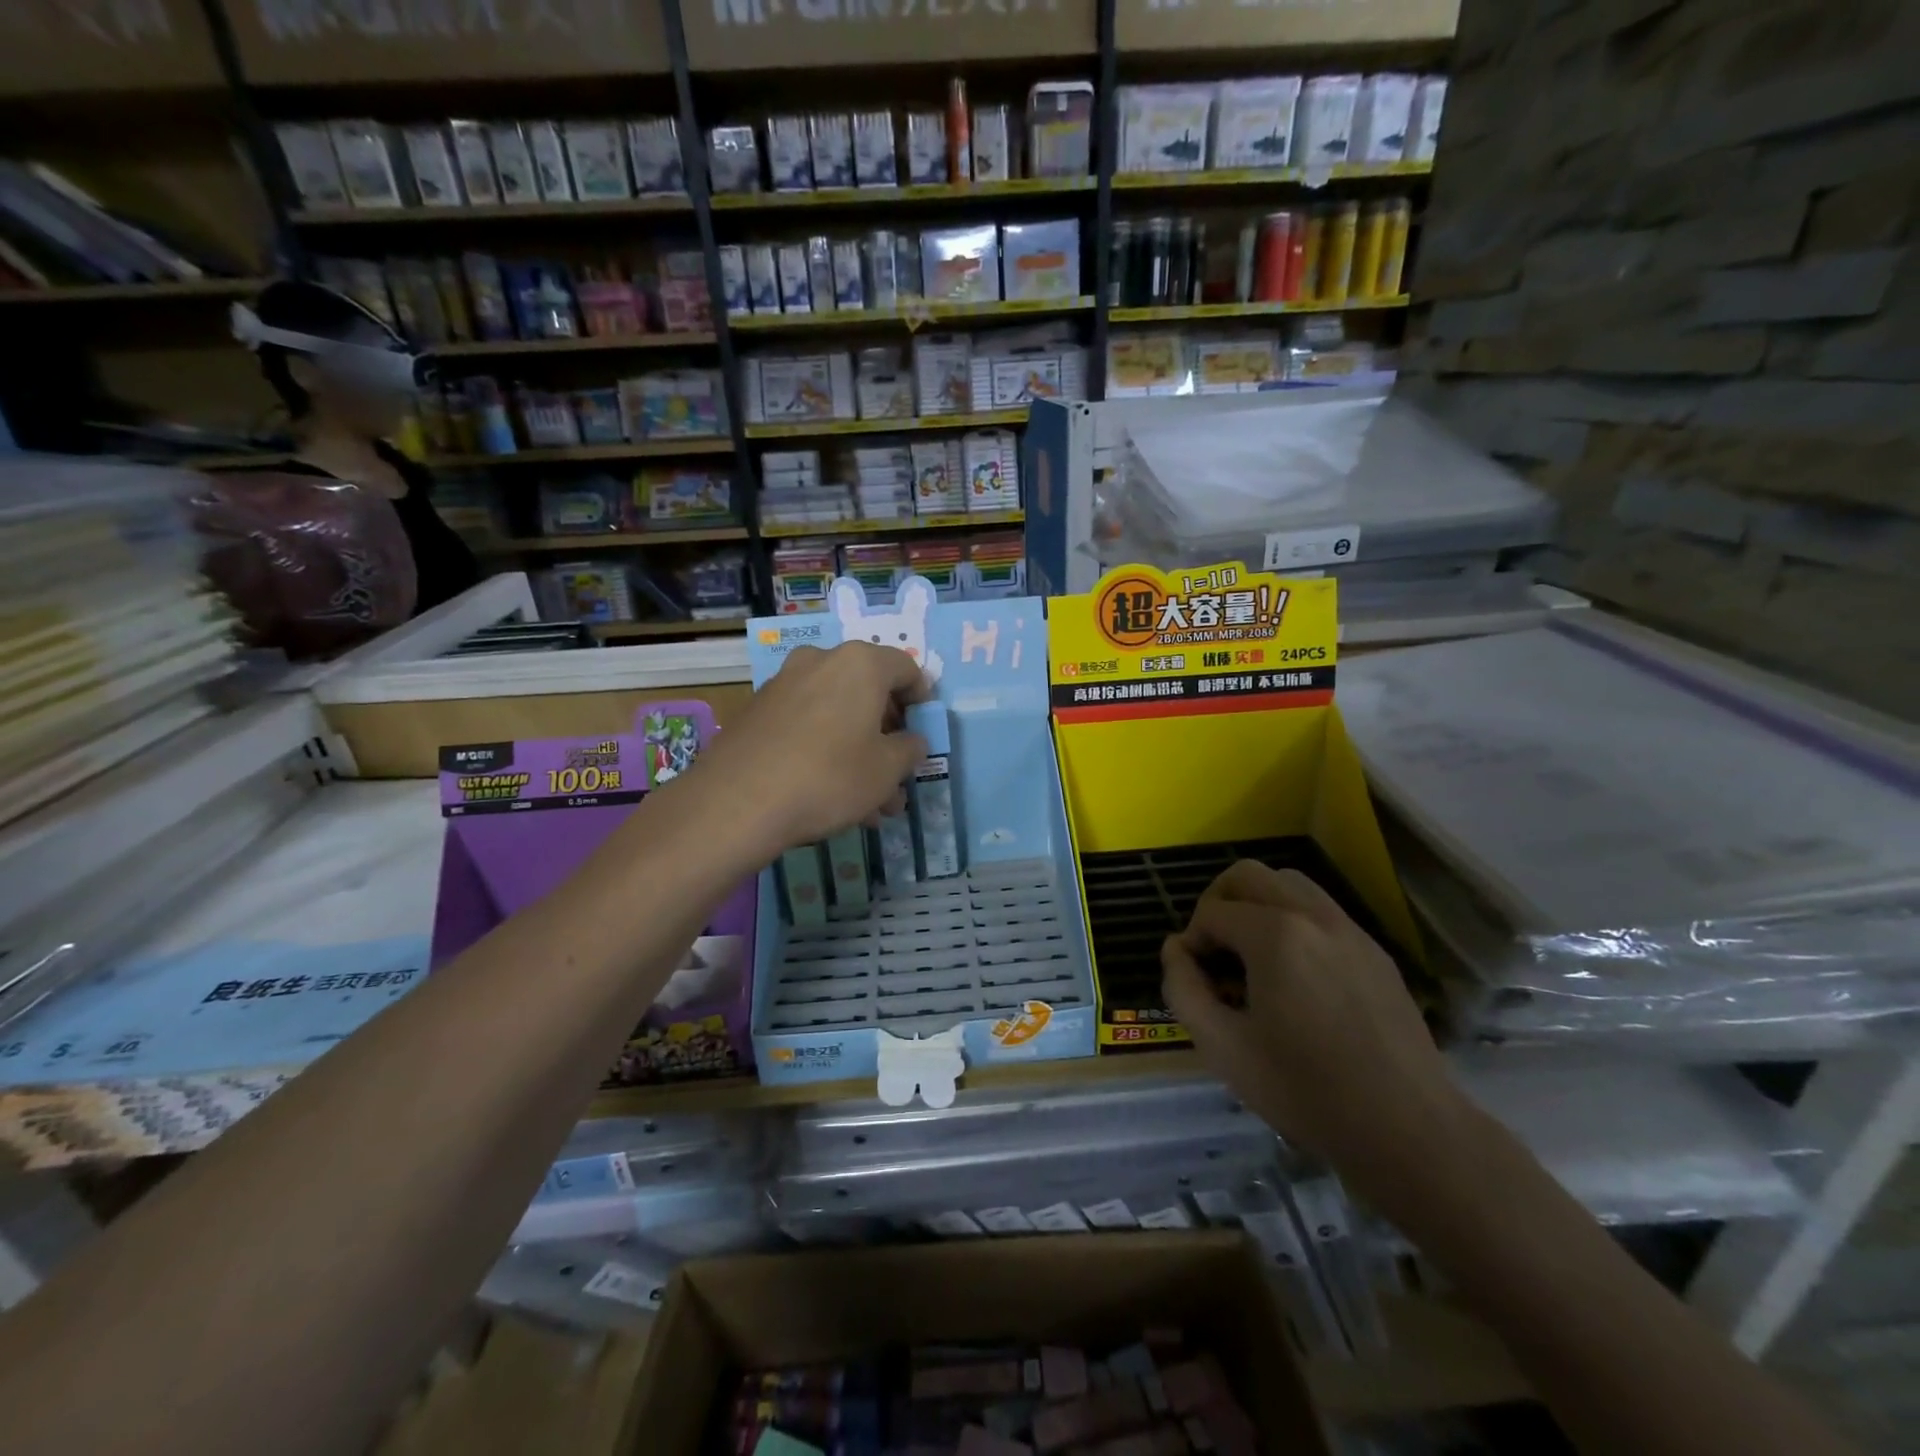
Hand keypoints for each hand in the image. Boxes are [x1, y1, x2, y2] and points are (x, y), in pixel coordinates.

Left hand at [689, 642, 930, 858]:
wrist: (736, 801)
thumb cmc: (829, 776)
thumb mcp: (887, 770)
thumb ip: (910, 750)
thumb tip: (911, 742)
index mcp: (860, 664)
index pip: (906, 669)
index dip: (922, 700)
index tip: (923, 732)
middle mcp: (821, 661)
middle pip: (868, 691)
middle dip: (887, 735)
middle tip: (897, 774)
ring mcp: (784, 684)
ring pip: (837, 713)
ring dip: (858, 749)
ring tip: (868, 801)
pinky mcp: (758, 711)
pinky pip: (807, 724)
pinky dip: (825, 748)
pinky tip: (829, 793)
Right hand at [1161, 861, 1474, 1208]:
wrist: (1409, 1129)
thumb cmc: (1305, 1090)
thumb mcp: (1222, 1047)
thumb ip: (1183, 988)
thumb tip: (1176, 950)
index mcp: (1275, 934)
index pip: (1212, 912)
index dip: (1191, 942)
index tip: (1195, 981)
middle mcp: (1313, 916)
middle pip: (1248, 875)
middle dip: (1218, 903)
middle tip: (1213, 950)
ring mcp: (1350, 930)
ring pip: (1289, 883)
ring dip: (1257, 904)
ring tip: (1250, 954)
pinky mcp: (1375, 951)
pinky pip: (1321, 911)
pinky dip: (1293, 920)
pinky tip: (1294, 974)